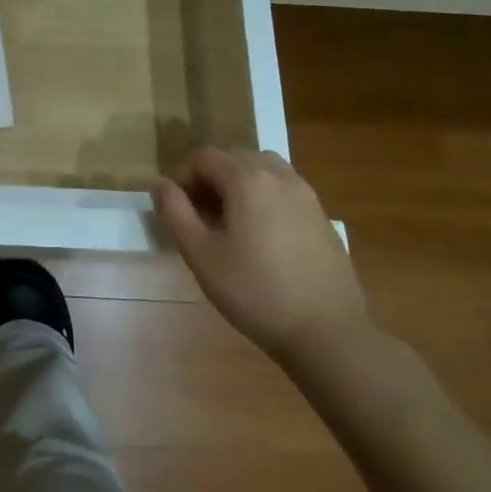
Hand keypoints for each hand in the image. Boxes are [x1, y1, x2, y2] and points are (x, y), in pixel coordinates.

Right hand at [153, 147, 370, 371]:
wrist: (330, 334)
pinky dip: (264, 195)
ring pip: (262, 168)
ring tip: (229, 218)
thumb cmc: (256, 293)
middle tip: (197, 213)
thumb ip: (176, 212)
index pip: (204, 156)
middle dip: (209, 176)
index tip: (172, 205)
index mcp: (247, 179)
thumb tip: (160, 184)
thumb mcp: (202, 256)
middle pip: (234, 157)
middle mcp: (278, 175)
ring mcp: (305, 194)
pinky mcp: (321, 216)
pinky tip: (261, 233)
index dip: (182, 174)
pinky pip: (284, 188)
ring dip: (238, 181)